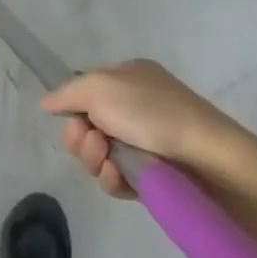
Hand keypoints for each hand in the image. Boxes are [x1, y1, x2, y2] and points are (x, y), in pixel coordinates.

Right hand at [41, 59, 256, 199]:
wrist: (208, 160)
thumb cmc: (153, 112)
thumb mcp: (101, 86)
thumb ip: (68, 92)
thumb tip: (47, 101)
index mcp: (129, 79)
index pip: (86, 91)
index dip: (73, 106)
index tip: (70, 115)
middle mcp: (136, 108)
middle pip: (86, 125)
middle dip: (80, 136)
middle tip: (91, 140)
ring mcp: (144, 144)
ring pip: (97, 155)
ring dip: (93, 158)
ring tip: (107, 159)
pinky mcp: (151, 177)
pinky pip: (115, 178)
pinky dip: (111, 178)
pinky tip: (118, 176)